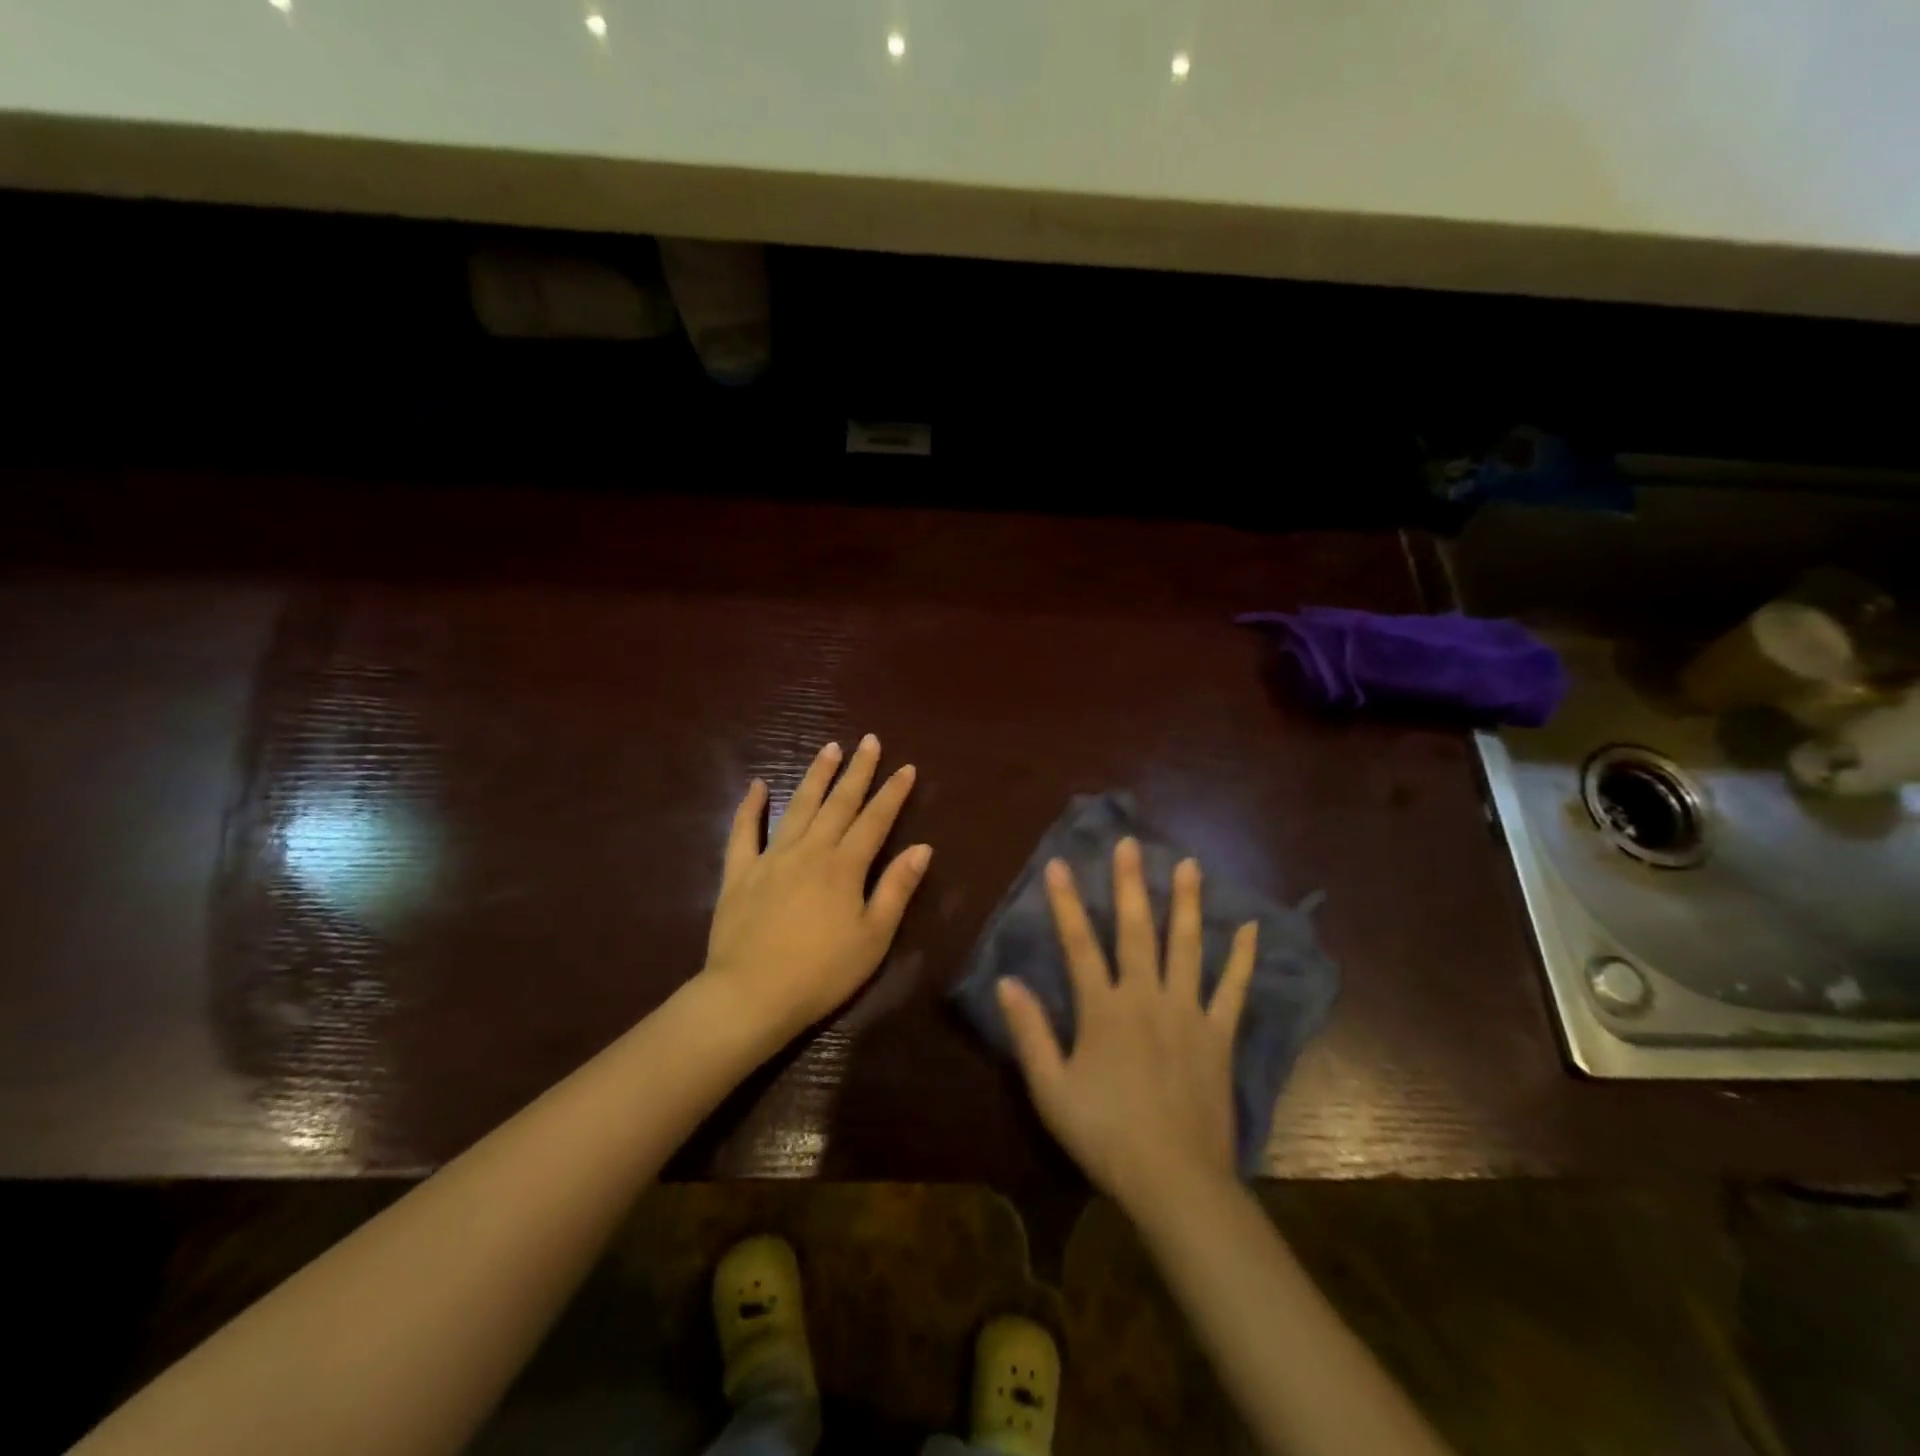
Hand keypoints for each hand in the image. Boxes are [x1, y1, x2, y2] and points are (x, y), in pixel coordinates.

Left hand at [701, 736, 931, 1048]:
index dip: (892, 793)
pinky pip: (743, 832)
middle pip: (838, 803)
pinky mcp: (740, 873)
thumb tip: (922, 848)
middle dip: (857, 770)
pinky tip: (757, 785)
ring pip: (797, 807)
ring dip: (815, 776)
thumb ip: (896, 889)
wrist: (751, 995)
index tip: (906, 767)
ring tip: (828, 748)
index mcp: (845, 867)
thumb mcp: (873, 937)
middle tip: (868, 740)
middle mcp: (810, 851)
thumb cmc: (822, 973)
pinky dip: (749, 806)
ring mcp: (771, 858)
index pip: (875, 820)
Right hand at [998, 838, 1256, 1211]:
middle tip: (1131, 843)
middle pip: (1137, 929)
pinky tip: (1251, 928)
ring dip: (1187, 902)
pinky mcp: (1219, 1035)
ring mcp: (1188, 1012)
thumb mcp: (1051, 1090)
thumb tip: (1006, 981)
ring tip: (1190, 864)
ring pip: (1188, 946)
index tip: (1058, 863)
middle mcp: (1146, 997)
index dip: (1066, 902)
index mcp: (1103, 1009)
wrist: (1176, 1182)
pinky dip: (1242, 958)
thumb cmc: (1105, 1135)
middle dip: (1131, 883)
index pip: (1079, 943)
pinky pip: (1233, 989)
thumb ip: (1029, 1033)